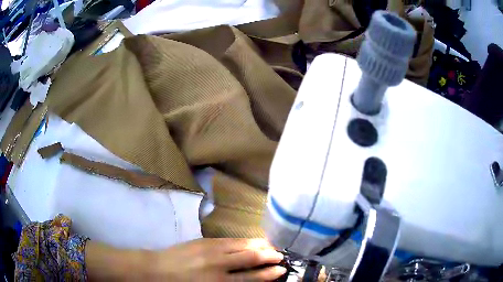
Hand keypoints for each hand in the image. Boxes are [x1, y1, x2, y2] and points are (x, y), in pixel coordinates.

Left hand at [149, 238, 285, 280]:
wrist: (157, 269)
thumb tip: (247, 280)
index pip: (251, 277)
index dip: (268, 273)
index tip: (281, 270)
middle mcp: (218, 265)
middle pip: (250, 258)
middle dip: (268, 256)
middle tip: (280, 255)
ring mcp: (211, 249)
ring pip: (241, 245)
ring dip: (258, 245)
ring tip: (270, 246)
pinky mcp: (204, 241)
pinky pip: (229, 240)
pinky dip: (243, 241)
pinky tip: (250, 241)